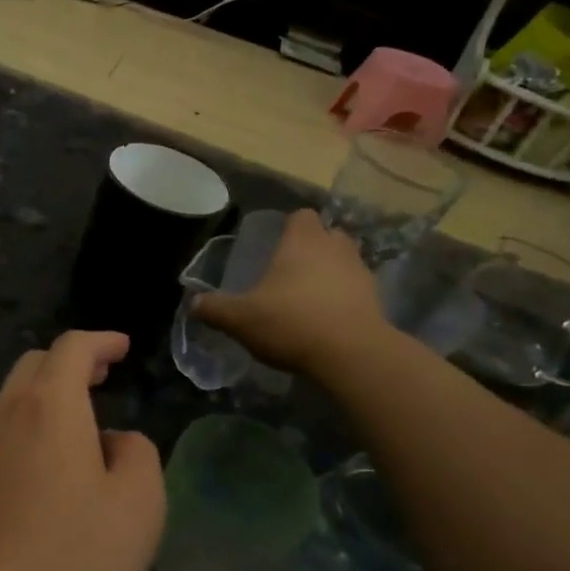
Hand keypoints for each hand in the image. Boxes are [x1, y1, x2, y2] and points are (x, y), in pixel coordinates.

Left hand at [0, 332, 164, 570]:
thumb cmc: (75, 560)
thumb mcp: (139, 505)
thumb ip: (137, 454)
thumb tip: (111, 442)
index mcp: (48, 406)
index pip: (72, 348)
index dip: (100, 341)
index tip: (122, 347)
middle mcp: (2, 415)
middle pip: (33, 367)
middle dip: (69, 365)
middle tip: (101, 379)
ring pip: (8, 404)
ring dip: (42, 402)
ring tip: (74, 433)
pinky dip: (21, 435)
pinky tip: (37, 476)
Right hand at [192, 209, 388, 378]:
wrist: (352, 354)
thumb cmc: (291, 322)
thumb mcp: (240, 319)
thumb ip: (214, 309)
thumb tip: (193, 304)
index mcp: (302, 241)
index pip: (301, 215)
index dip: (290, 226)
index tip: (276, 244)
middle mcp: (335, 247)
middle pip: (328, 234)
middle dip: (313, 247)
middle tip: (291, 270)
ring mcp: (360, 272)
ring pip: (345, 261)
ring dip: (331, 272)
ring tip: (309, 296)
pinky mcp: (376, 299)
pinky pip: (356, 289)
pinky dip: (344, 298)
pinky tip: (327, 320)